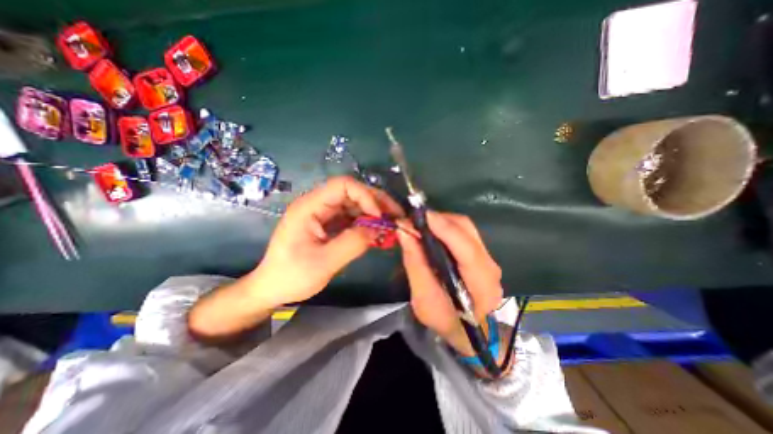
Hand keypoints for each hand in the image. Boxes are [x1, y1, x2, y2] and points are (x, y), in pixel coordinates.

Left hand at [252, 174, 404, 306]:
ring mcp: (324, 214)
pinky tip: (379, 233)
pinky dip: (368, 224)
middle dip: (377, 203)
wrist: (273, 288)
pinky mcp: (329, 224)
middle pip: (353, 193)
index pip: (343, 185)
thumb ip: (352, 243)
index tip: (380, 216)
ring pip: (356, 205)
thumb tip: (378, 229)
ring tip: (392, 225)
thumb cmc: (292, 276)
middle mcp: (318, 204)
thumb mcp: (324, 263)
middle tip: (397, 216)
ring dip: (375, 214)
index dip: (365, 196)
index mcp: (310, 206)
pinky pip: (353, 218)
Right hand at [395, 211, 504, 355]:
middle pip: (467, 230)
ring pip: (466, 227)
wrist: (467, 331)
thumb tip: (404, 232)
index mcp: (481, 285)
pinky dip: (445, 227)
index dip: (445, 229)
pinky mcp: (481, 254)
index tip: (422, 215)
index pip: (467, 249)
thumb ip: (415, 265)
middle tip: (415, 219)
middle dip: (440, 220)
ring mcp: (488, 258)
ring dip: (441, 221)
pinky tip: (431, 231)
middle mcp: (490, 267)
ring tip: (420, 224)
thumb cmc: (444, 320)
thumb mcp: (423, 300)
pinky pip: (463, 232)